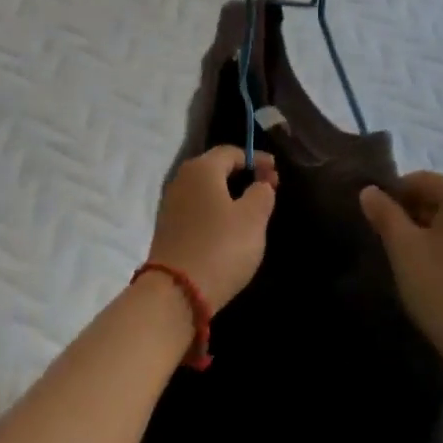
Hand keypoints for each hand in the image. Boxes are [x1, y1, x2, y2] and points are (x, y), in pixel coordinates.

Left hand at [149, 146, 278, 309]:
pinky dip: (215, 209)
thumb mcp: (252, 219)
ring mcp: (170, 203)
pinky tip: (228, 226)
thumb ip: (261, 193)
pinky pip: (196, 207)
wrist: (175, 290)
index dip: (256, 159)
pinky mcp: (167, 227)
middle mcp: (181, 179)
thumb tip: (260, 182)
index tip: (275, 171)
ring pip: (205, 189)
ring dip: (228, 193)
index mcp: (201, 169)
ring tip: (251, 208)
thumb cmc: (220, 247)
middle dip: (242, 174)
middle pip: (215, 167)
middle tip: (267, 188)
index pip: (231, 152)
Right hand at [360, 172, 442, 377]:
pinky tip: (431, 278)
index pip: (420, 180)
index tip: (373, 222)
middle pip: (437, 199)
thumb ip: (384, 213)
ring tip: (406, 263)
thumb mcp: (403, 248)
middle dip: (409, 216)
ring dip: (425, 235)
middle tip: (386, 244)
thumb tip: (369, 190)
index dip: (391, 196)